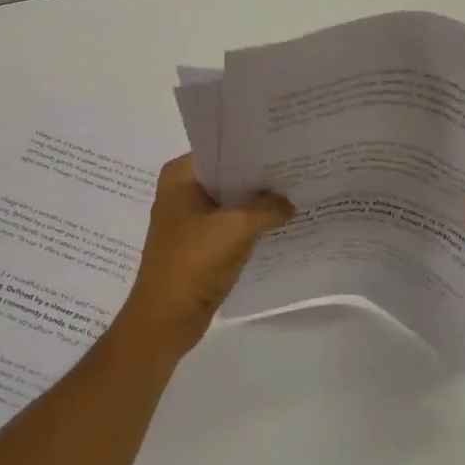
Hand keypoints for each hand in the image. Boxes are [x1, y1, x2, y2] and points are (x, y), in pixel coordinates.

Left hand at [116, 156, 294, 361]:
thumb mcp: (236, 228)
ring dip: (257, 202)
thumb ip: (268, 208)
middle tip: (298, 168)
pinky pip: (230, 225)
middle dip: (259, 176)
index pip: (221, 149)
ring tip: (296, 192)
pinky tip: (281, 222)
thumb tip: (289, 202)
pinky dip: (251, 224)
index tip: (286, 146)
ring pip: (230, 201)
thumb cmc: (193, 262)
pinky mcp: (199, 244)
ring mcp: (189, 219)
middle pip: (227, 175)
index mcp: (180, 175)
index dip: (253, 148)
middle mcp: (181, 190)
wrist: (166, 318)